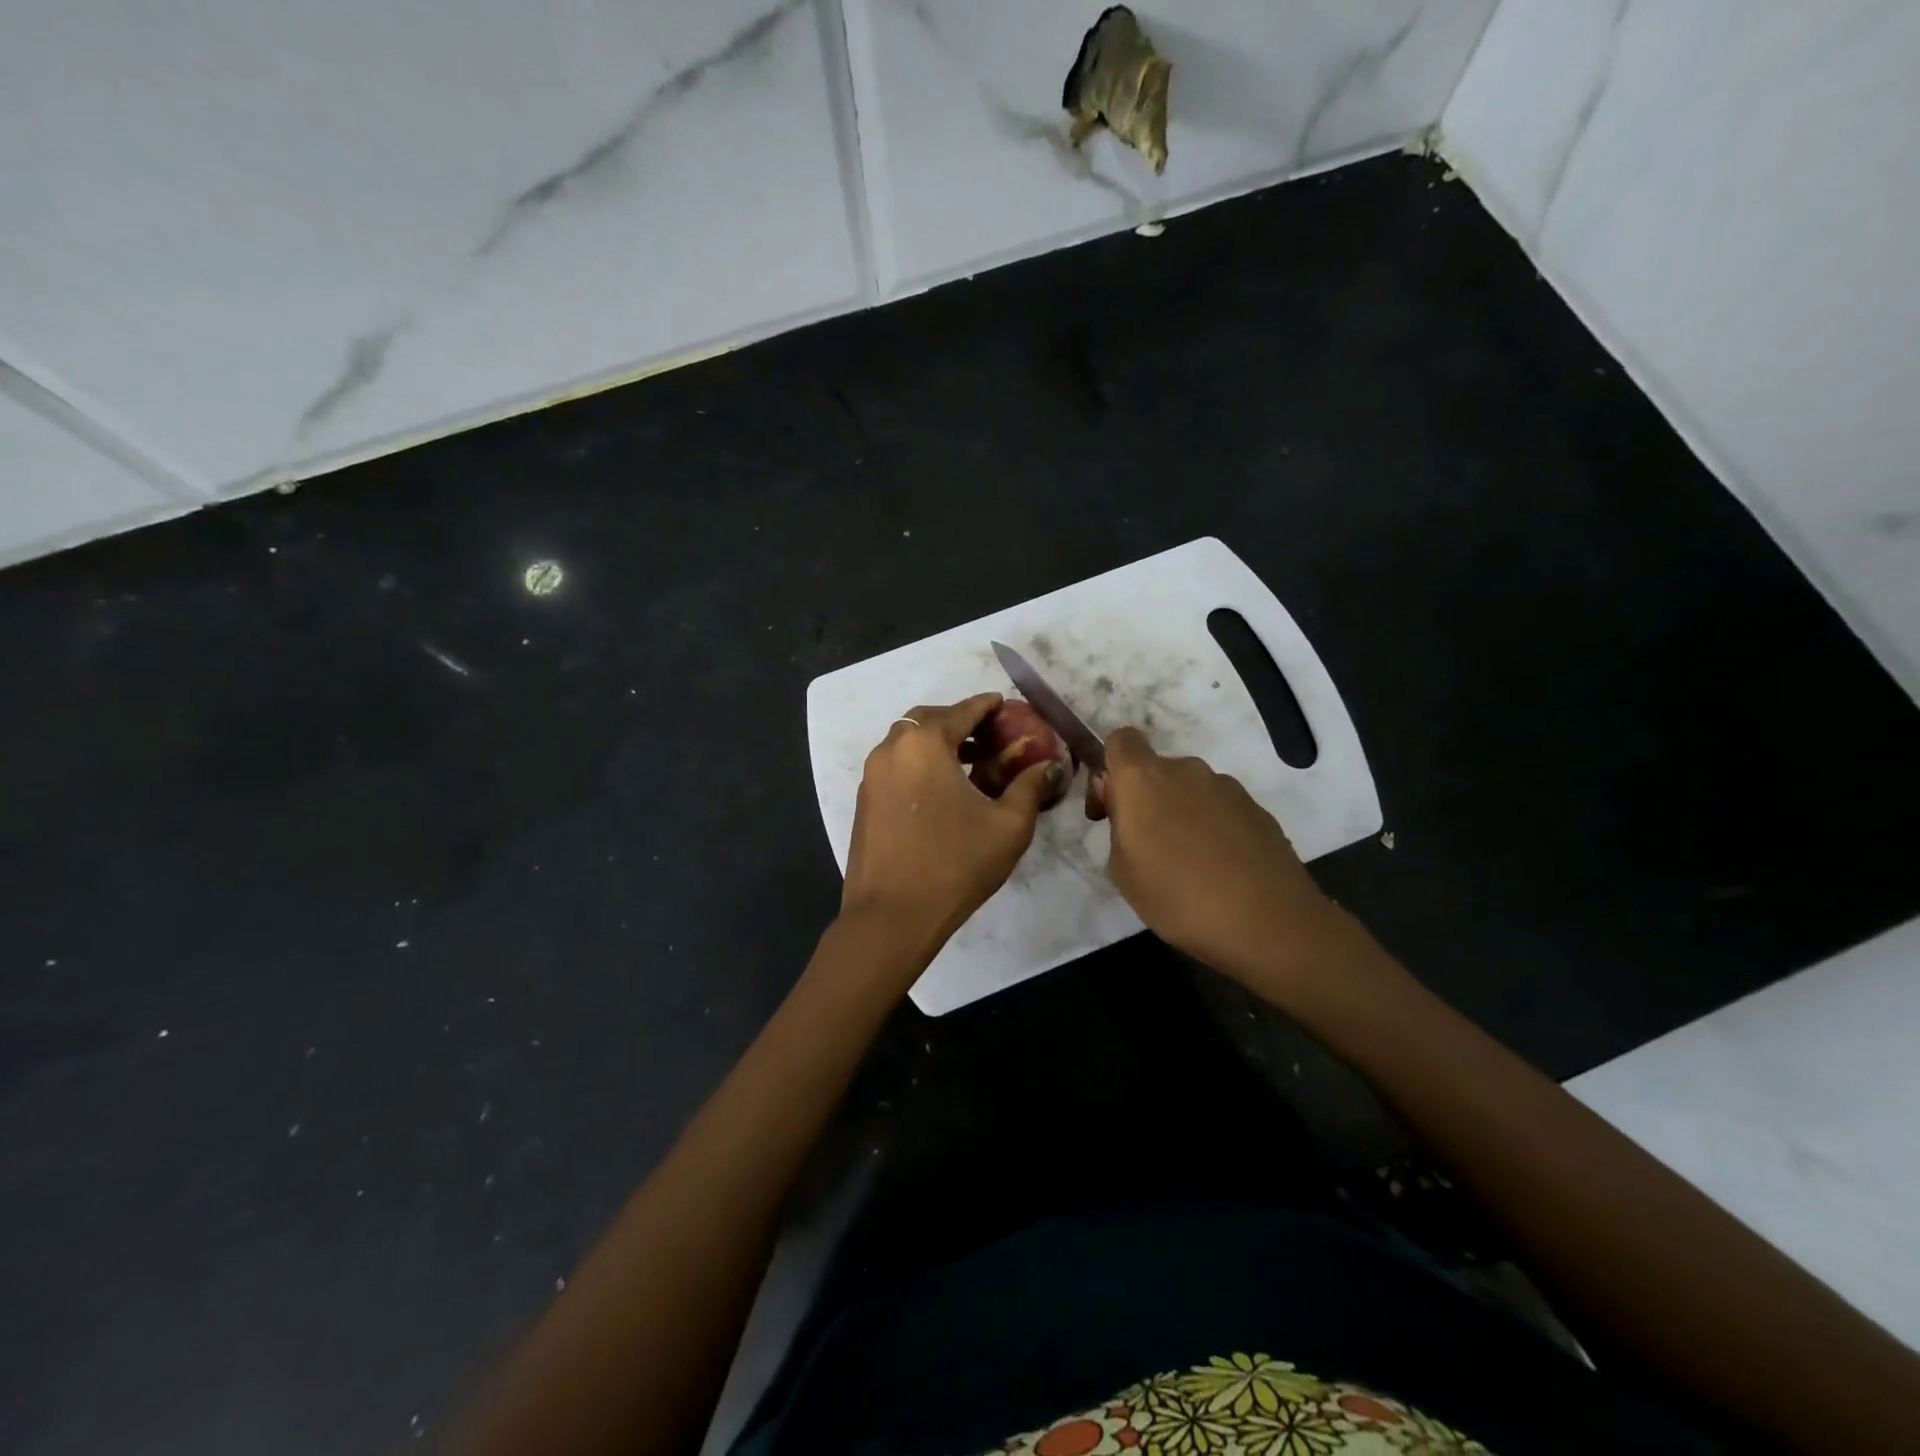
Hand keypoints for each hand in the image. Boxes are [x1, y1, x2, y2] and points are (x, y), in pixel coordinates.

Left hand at [841, 693, 1065, 953]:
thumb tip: (1050, 767)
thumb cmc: (954, 864)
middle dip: (959, 722)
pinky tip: (942, 792)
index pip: (962, 710)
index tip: (1006, 705)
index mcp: (924, 744)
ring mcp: (872, 775)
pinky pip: (896, 767)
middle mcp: (892, 749)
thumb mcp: (1008, 826)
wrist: (891, 916)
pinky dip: (919, 765)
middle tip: (989, 736)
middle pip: (929, 720)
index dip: (988, 706)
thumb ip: (1030, 787)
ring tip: (971, 765)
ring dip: (938, 744)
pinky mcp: (864, 801)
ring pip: (908, 743)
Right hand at [1090, 726, 1352, 988]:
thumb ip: (1118, 826)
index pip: (1121, 740)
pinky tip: (1220, 870)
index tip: (1111, 809)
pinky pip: (1221, 810)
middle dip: (1147, 800)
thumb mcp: (1123, 870)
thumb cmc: (1178, 897)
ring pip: (1191, 791)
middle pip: (1157, 770)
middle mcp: (1187, 771)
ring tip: (1188, 865)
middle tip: (1148, 848)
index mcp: (1144, 779)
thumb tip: (1129, 809)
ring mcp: (1227, 788)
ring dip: (1182, 815)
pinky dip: (1213, 829)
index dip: (1111, 768)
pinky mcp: (1258, 809)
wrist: (1268, 922)